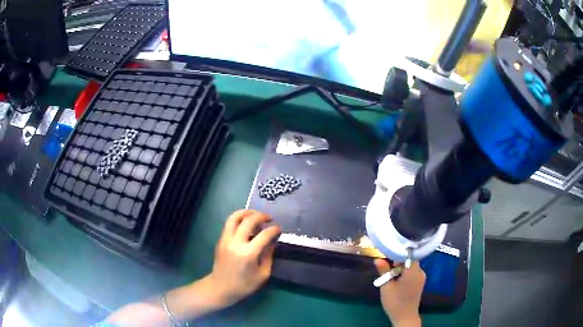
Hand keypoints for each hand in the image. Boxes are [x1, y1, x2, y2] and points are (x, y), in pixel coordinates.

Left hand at [206, 210, 280, 306]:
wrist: (220, 288)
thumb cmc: (244, 285)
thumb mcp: (262, 275)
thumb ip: (268, 256)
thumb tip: (272, 242)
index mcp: (248, 254)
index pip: (264, 235)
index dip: (274, 230)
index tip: (279, 228)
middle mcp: (236, 243)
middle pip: (248, 221)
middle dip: (261, 216)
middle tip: (269, 218)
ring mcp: (226, 240)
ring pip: (234, 217)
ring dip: (246, 212)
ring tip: (256, 214)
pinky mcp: (220, 240)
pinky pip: (229, 224)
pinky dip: (239, 219)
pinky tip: (246, 224)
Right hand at [374, 259, 424, 326]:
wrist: (405, 316)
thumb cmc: (395, 301)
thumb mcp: (386, 286)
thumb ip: (383, 271)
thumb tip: (378, 259)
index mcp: (414, 271)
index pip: (408, 254)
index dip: (398, 253)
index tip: (388, 255)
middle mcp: (420, 272)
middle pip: (409, 260)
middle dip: (398, 262)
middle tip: (386, 267)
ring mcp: (421, 278)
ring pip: (410, 267)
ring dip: (400, 268)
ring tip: (390, 275)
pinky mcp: (419, 283)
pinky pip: (412, 273)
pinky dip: (404, 273)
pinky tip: (396, 280)